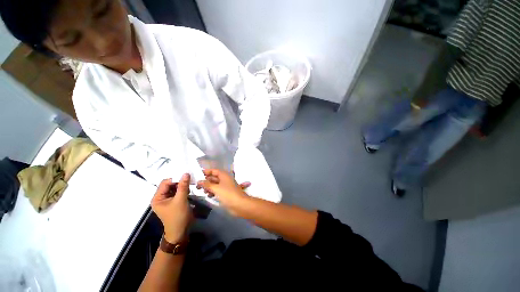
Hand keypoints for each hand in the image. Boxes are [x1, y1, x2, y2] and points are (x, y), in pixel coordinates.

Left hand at [151, 174, 192, 242]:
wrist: (181, 231)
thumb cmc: (178, 216)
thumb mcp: (181, 200)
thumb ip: (183, 186)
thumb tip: (186, 173)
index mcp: (157, 198)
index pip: (165, 183)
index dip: (175, 178)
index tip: (186, 176)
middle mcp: (161, 197)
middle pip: (170, 184)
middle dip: (179, 182)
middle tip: (189, 181)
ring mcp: (167, 200)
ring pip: (175, 187)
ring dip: (182, 186)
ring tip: (189, 186)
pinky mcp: (174, 201)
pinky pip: (178, 192)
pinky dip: (183, 190)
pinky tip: (188, 191)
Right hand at [196, 169, 248, 214]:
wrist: (239, 204)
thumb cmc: (228, 194)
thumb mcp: (216, 188)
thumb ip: (207, 184)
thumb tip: (199, 181)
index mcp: (224, 175)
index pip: (214, 171)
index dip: (206, 172)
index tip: (198, 175)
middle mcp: (225, 179)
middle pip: (214, 178)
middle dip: (206, 181)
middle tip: (197, 185)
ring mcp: (226, 186)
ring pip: (215, 184)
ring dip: (208, 187)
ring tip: (202, 191)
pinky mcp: (226, 193)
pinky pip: (217, 190)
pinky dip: (213, 192)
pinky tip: (208, 195)